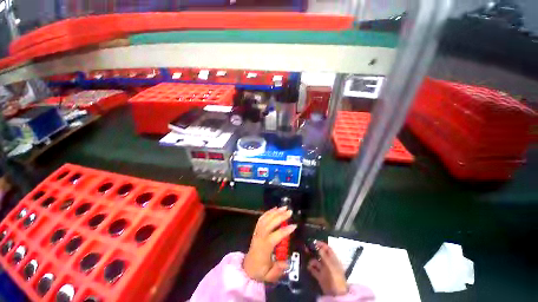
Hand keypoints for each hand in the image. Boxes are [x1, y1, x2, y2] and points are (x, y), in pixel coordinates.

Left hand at [243, 206, 296, 282]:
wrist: (247, 268)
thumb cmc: (260, 271)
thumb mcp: (269, 275)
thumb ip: (278, 270)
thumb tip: (287, 262)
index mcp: (264, 247)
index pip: (275, 236)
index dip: (285, 230)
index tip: (294, 225)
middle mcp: (260, 237)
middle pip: (270, 223)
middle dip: (280, 216)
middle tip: (290, 212)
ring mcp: (257, 232)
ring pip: (265, 219)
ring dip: (275, 212)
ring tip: (283, 207)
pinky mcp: (256, 230)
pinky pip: (261, 219)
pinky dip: (268, 212)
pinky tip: (274, 209)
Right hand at [308, 241, 348, 295]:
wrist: (335, 294)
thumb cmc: (335, 277)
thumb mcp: (330, 265)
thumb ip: (324, 256)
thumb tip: (319, 247)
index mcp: (333, 260)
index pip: (328, 249)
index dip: (322, 244)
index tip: (314, 242)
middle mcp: (328, 263)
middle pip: (321, 254)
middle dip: (314, 251)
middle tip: (307, 248)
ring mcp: (324, 270)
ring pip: (316, 261)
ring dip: (312, 260)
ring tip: (309, 261)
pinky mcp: (320, 276)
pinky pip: (314, 270)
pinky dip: (311, 268)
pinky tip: (308, 267)